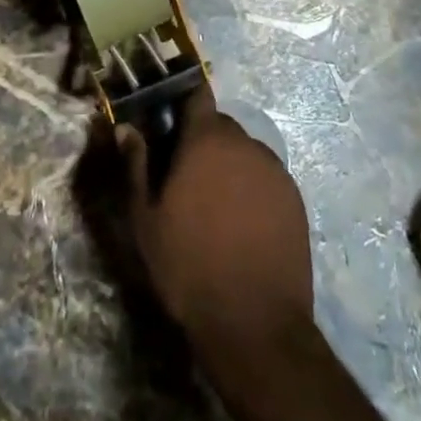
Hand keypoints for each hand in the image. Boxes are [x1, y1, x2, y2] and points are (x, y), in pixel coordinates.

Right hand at [119, 87, 313, 355]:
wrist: (254, 325)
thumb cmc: (189, 266)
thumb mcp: (146, 220)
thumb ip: (136, 165)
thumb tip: (125, 127)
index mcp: (206, 140)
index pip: (197, 95)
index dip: (184, 103)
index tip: (171, 122)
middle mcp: (244, 143)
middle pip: (220, 126)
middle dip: (204, 142)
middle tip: (188, 176)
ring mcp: (274, 170)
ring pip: (245, 153)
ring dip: (230, 166)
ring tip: (217, 206)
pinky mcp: (295, 199)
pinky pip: (267, 179)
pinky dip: (254, 189)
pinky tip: (244, 225)